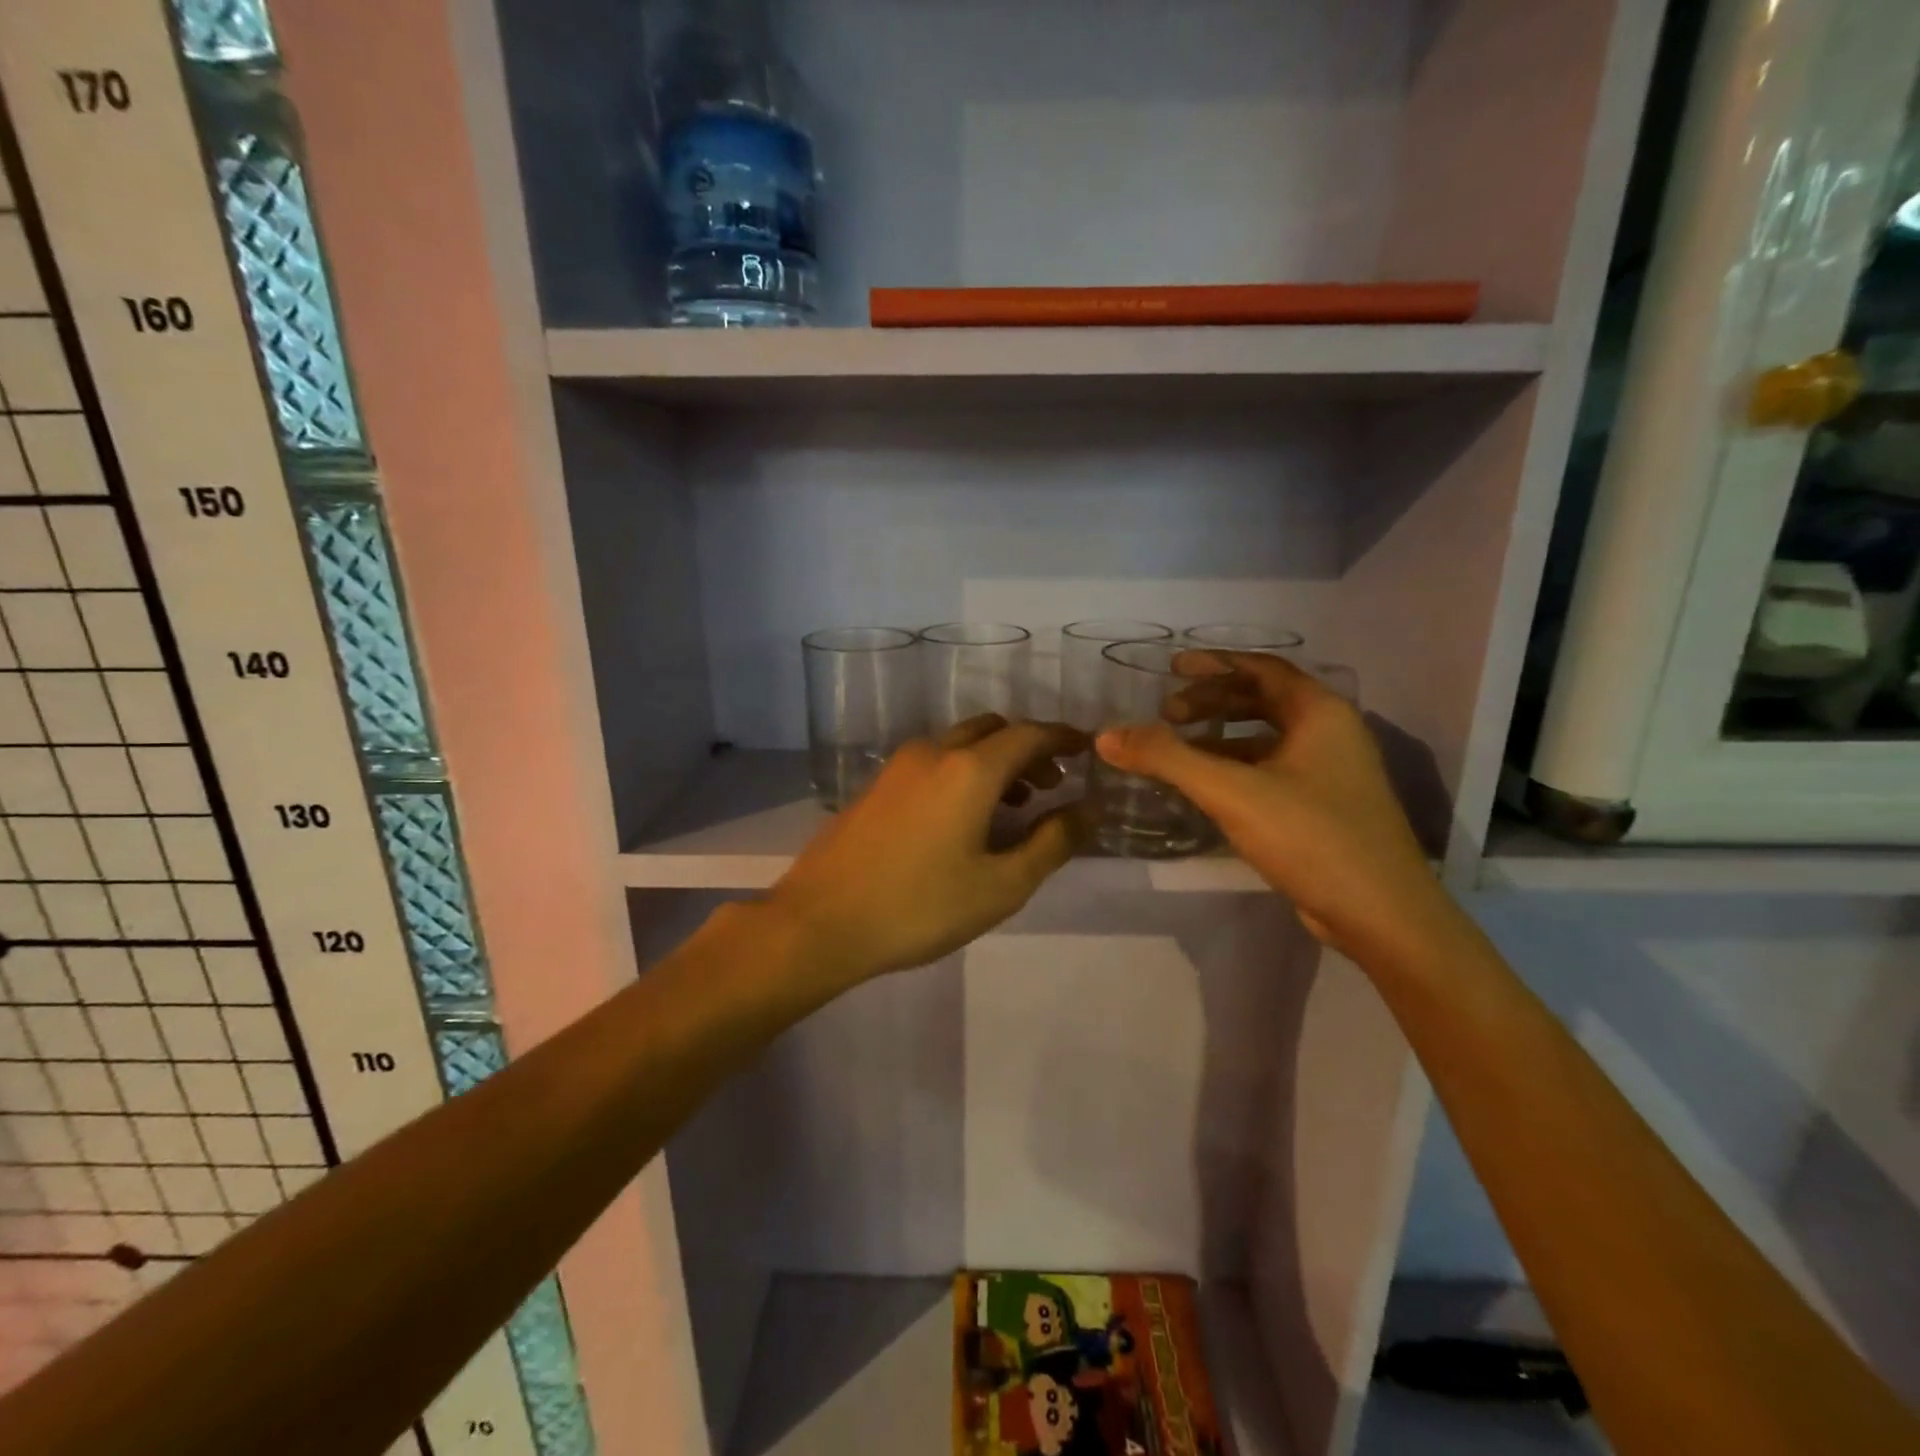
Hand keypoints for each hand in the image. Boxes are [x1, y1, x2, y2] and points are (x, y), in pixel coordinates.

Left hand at [769, 716, 1086, 985]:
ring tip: (1016, 805)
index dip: (1064, 738)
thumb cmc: (919, 907)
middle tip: (1053, 784)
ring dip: (996, 760)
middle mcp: (934, 751)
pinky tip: (966, 817)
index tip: (1088, 750)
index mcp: (969, 769)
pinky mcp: (877, 785)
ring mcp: (899, 765)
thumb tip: (1090, 810)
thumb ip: (1052, 843)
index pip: (1030, 734)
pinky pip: (934, 761)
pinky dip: (964, 771)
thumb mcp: (1001, 886)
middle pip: (994, 730)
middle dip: (1029, 748)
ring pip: (961, 743)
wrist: (821, 921)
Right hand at [1095, 652, 1453, 960]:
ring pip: (1268, 738)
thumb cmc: (1312, 837)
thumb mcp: (1232, 792)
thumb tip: (1106, 735)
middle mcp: (1331, 733)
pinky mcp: (1325, 807)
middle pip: (1264, 700)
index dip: (1214, 664)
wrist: (1382, 914)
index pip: (1261, 668)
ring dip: (1222, 736)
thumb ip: (1167, 759)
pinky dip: (1237, 767)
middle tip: (1169, 712)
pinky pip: (1272, 770)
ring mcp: (1332, 772)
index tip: (1172, 668)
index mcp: (1320, 712)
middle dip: (1214, 700)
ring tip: (1179, 747)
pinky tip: (1207, 786)